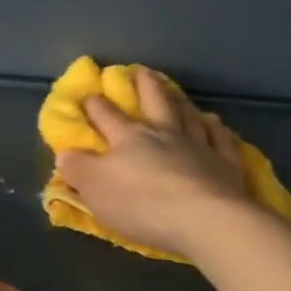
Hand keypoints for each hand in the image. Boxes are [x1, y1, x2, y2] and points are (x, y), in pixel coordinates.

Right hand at [55, 66, 250, 258]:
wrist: (204, 219)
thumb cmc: (142, 204)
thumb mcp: (95, 189)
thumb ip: (78, 169)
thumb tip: (65, 153)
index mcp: (129, 138)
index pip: (107, 116)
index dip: (94, 105)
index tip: (87, 95)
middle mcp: (165, 133)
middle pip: (154, 101)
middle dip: (143, 85)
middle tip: (139, 71)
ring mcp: (199, 145)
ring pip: (188, 115)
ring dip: (179, 101)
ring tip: (176, 93)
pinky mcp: (226, 163)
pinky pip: (221, 139)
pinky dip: (216, 129)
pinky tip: (215, 123)